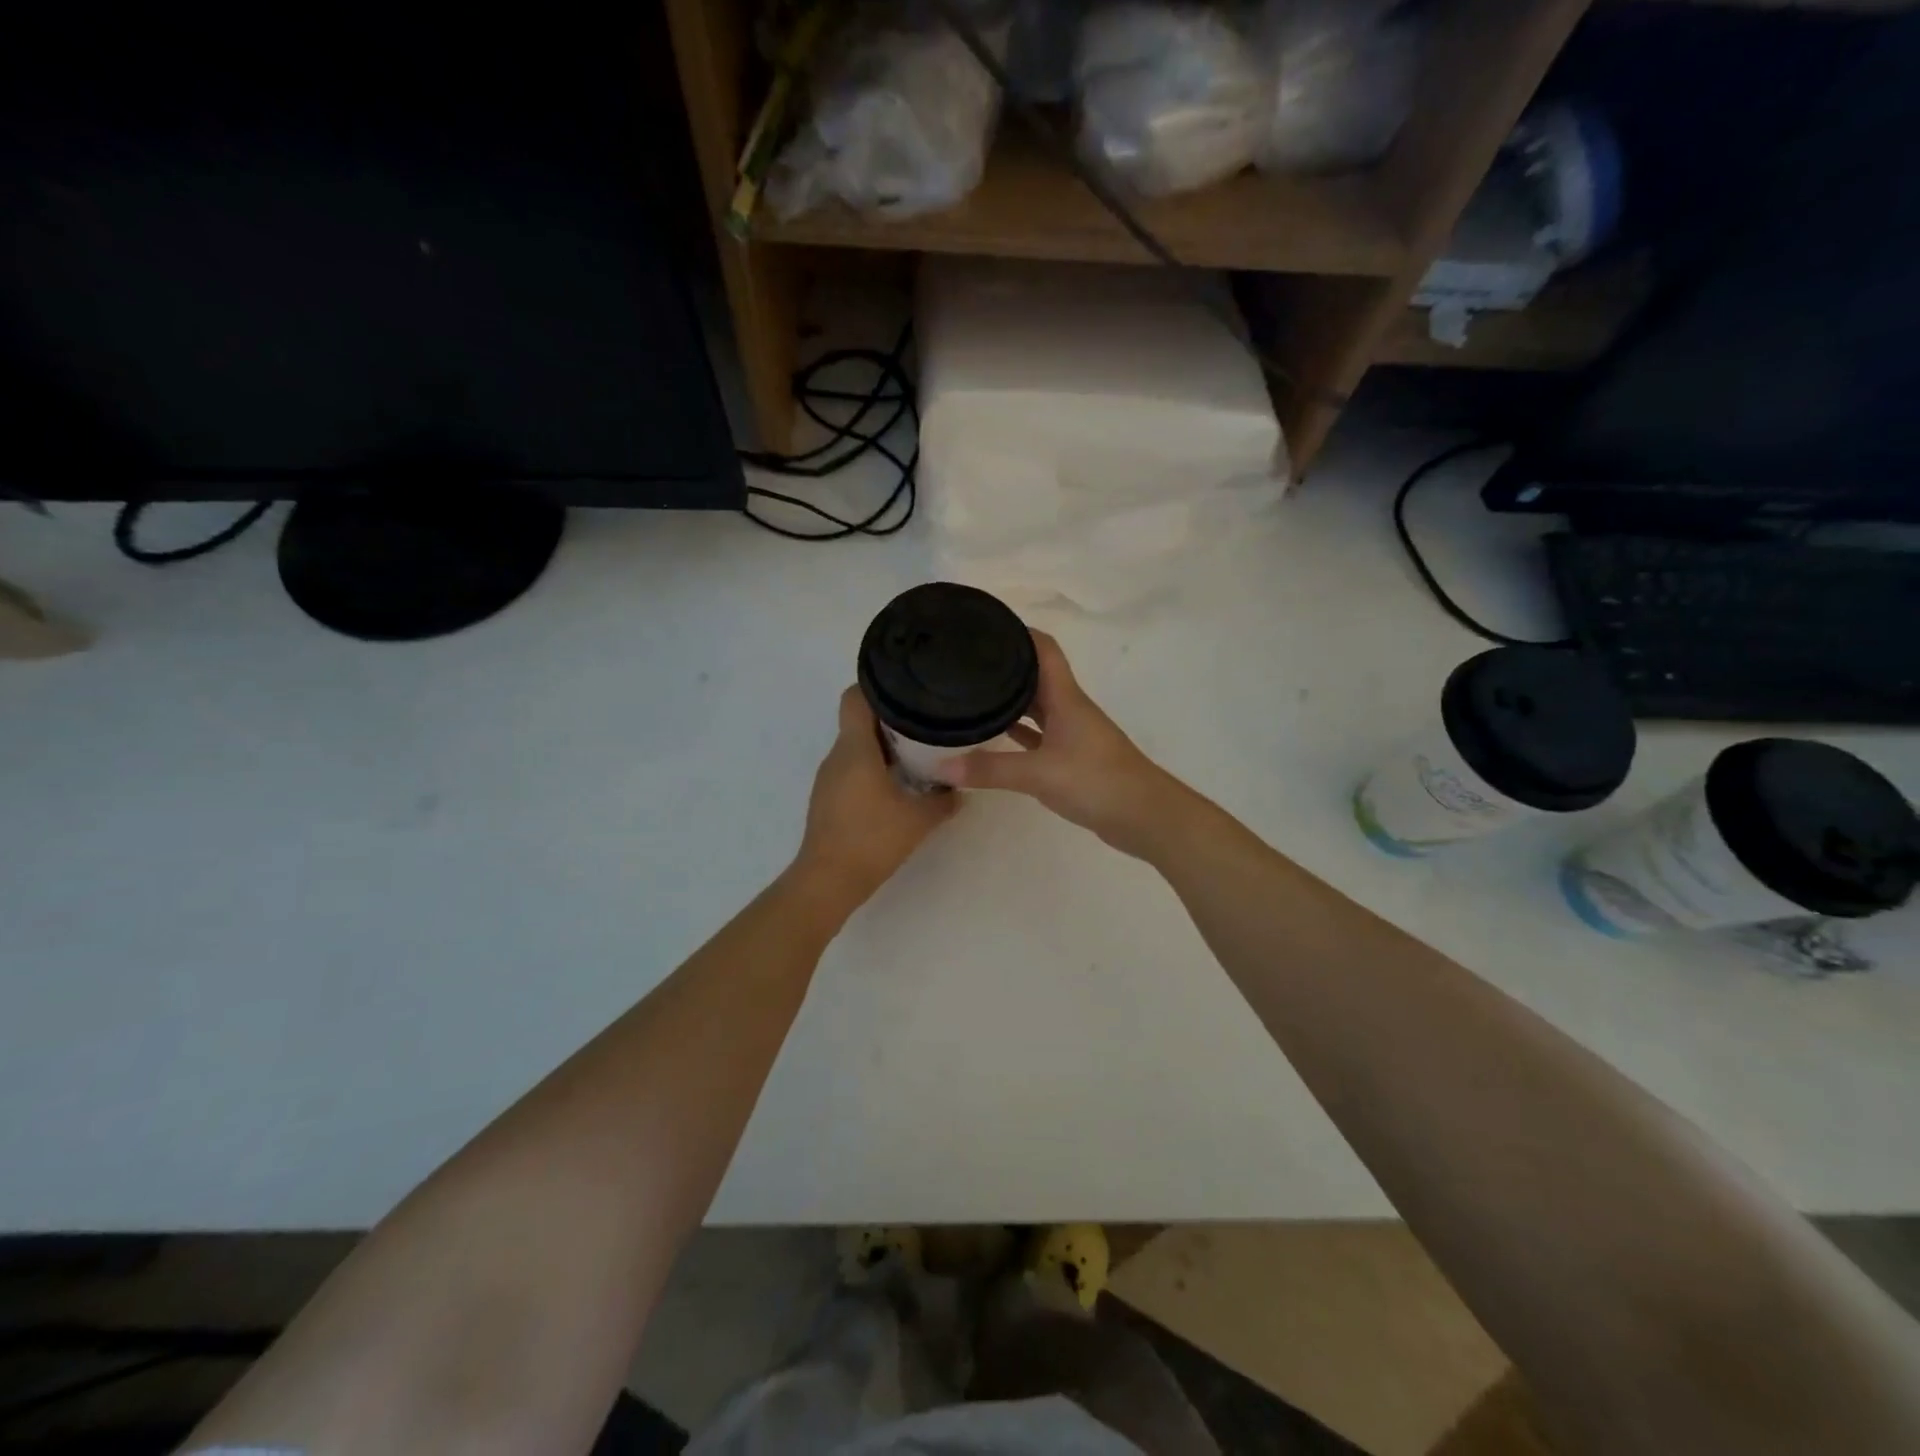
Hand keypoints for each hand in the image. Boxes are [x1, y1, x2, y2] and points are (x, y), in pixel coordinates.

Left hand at [793, 686, 959, 913]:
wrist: (828, 881)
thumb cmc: (872, 839)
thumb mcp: (919, 819)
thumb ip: (944, 801)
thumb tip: (960, 790)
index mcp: (855, 749)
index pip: (854, 696)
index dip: (877, 685)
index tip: (906, 689)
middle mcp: (837, 755)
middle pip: (859, 720)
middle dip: (891, 718)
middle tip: (926, 722)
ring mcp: (828, 777)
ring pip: (856, 746)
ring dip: (883, 745)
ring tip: (918, 752)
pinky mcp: (827, 797)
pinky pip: (851, 768)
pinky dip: (873, 766)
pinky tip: (897, 783)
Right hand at [934, 631, 1189, 859]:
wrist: (1144, 816)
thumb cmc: (1096, 781)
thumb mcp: (1039, 774)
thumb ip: (991, 769)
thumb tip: (941, 766)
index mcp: (1065, 697)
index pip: (1043, 649)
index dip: (1019, 632)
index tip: (986, 625)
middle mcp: (1069, 708)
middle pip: (1036, 675)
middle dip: (1005, 665)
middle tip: (966, 661)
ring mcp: (1072, 734)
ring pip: (1036, 706)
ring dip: (1011, 699)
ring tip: (972, 692)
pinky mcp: (1072, 758)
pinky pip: (1039, 736)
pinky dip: (1019, 732)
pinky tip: (995, 735)